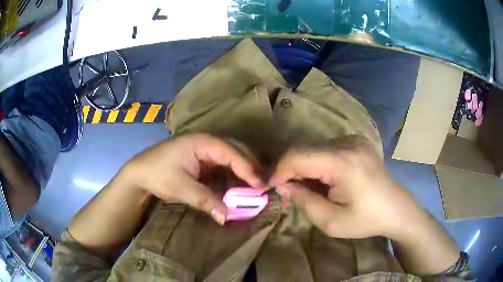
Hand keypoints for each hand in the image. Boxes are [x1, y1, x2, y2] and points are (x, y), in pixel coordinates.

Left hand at [121, 133, 263, 224]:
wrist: (140, 173)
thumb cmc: (157, 174)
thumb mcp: (180, 188)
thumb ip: (205, 200)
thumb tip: (227, 216)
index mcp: (202, 142)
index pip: (231, 153)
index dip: (248, 168)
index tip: (261, 185)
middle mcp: (207, 142)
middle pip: (236, 151)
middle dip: (251, 168)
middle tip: (264, 186)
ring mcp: (206, 150)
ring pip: (232, 158)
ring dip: (244, 172)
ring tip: (257, 188)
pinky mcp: (204, 160)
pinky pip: (224, 166)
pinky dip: (234, 176)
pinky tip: (241, 187)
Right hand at [269, 135, 426, 239]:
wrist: (396, 209)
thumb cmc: (366, 220)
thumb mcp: (330, 221)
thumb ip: (303, 200)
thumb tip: (282, 185)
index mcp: (344, 162)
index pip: (298, 155)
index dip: (279, 170)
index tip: (270, 187)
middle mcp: (348, 142)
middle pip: (304, 148)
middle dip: (289, 169)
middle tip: (285, 191)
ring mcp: (354, 139)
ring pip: (313, 147)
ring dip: (303, 166)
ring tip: (303, 188)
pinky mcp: (356, 141)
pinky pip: (326, 148)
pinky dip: (316, 162)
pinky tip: (321, 179)